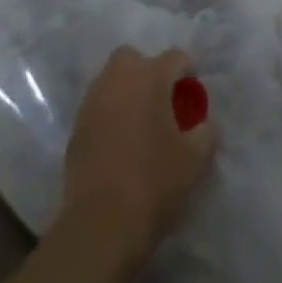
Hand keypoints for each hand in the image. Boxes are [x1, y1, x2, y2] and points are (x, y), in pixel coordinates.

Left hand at [60, 47, 217, 259]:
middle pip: (134, 58)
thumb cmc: (154, 182)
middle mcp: (119, 79)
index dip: (188, 73)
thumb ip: (206, 131)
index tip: (191, 99)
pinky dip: (108, 116)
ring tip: (138, 124)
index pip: (176, 57)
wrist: (100, 225)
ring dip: (125, 93)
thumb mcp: (196, 159)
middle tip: (159, 102)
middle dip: (147, 72)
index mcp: (151, 77)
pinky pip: (97, 109)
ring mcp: (93, 102)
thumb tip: (203, 123)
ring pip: (111, 81)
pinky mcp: (75, 129)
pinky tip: (117, 144)